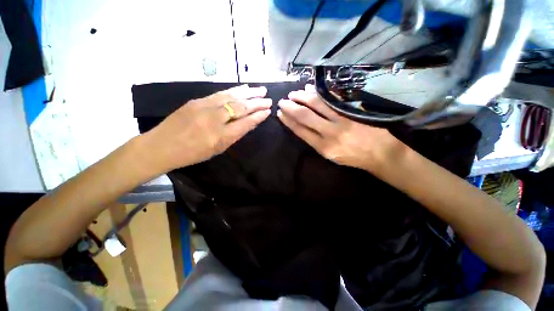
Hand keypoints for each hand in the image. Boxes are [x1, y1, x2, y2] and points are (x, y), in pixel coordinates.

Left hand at [142, 85, 271, 171]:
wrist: (161, 146)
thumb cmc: (192, 154)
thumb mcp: (217, 149)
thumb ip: (234, 135)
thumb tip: (248, 122)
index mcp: (221, 137)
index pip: (245, 123)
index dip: (258, 117)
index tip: (268, 111)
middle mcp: (214, 120)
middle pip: (240, 108)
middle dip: (256, 103)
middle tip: (268, 99)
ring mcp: (205, 107)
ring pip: (231, 97)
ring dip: (248, 93)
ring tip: (260, 89)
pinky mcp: (197, 100)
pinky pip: (220, 94)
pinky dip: (234, 90)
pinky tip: (243, 88)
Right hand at [277, 86, 403, 172]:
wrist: (380, 153)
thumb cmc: (353, 157)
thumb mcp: (331, 155)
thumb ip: (316, 142)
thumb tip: (304, 127)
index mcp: (323, 147)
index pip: (300, 131)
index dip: (288, 121)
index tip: (280, 114)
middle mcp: (330, 133)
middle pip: (305, 116)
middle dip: (291, 107)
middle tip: (283, 101)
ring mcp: (341, 120)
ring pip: (317, 104)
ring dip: (302, 97)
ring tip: (293, 94)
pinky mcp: (350, 111)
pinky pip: (331, 99)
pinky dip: (318, 93)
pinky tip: (309, 89)